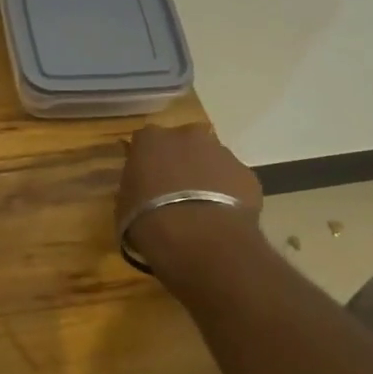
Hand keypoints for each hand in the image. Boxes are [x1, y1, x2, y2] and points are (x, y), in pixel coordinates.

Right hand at [118, 124, 263, 279]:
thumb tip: (141, 191)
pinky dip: (228, 194)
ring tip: (200, 208)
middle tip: (174, 191)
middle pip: (182, 144)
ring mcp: (221, 152)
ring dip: (206, 176)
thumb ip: (134, 188)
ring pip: (211, 160)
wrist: (200, 237)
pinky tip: (221, 217)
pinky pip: (232, 181)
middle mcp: (187, 135)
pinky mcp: (247, 174)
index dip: (145, 161)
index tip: (144, 179)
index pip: (144, 141)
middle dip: (179, 162)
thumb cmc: (149, 219)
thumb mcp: (125, 205)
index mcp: (150, 139)